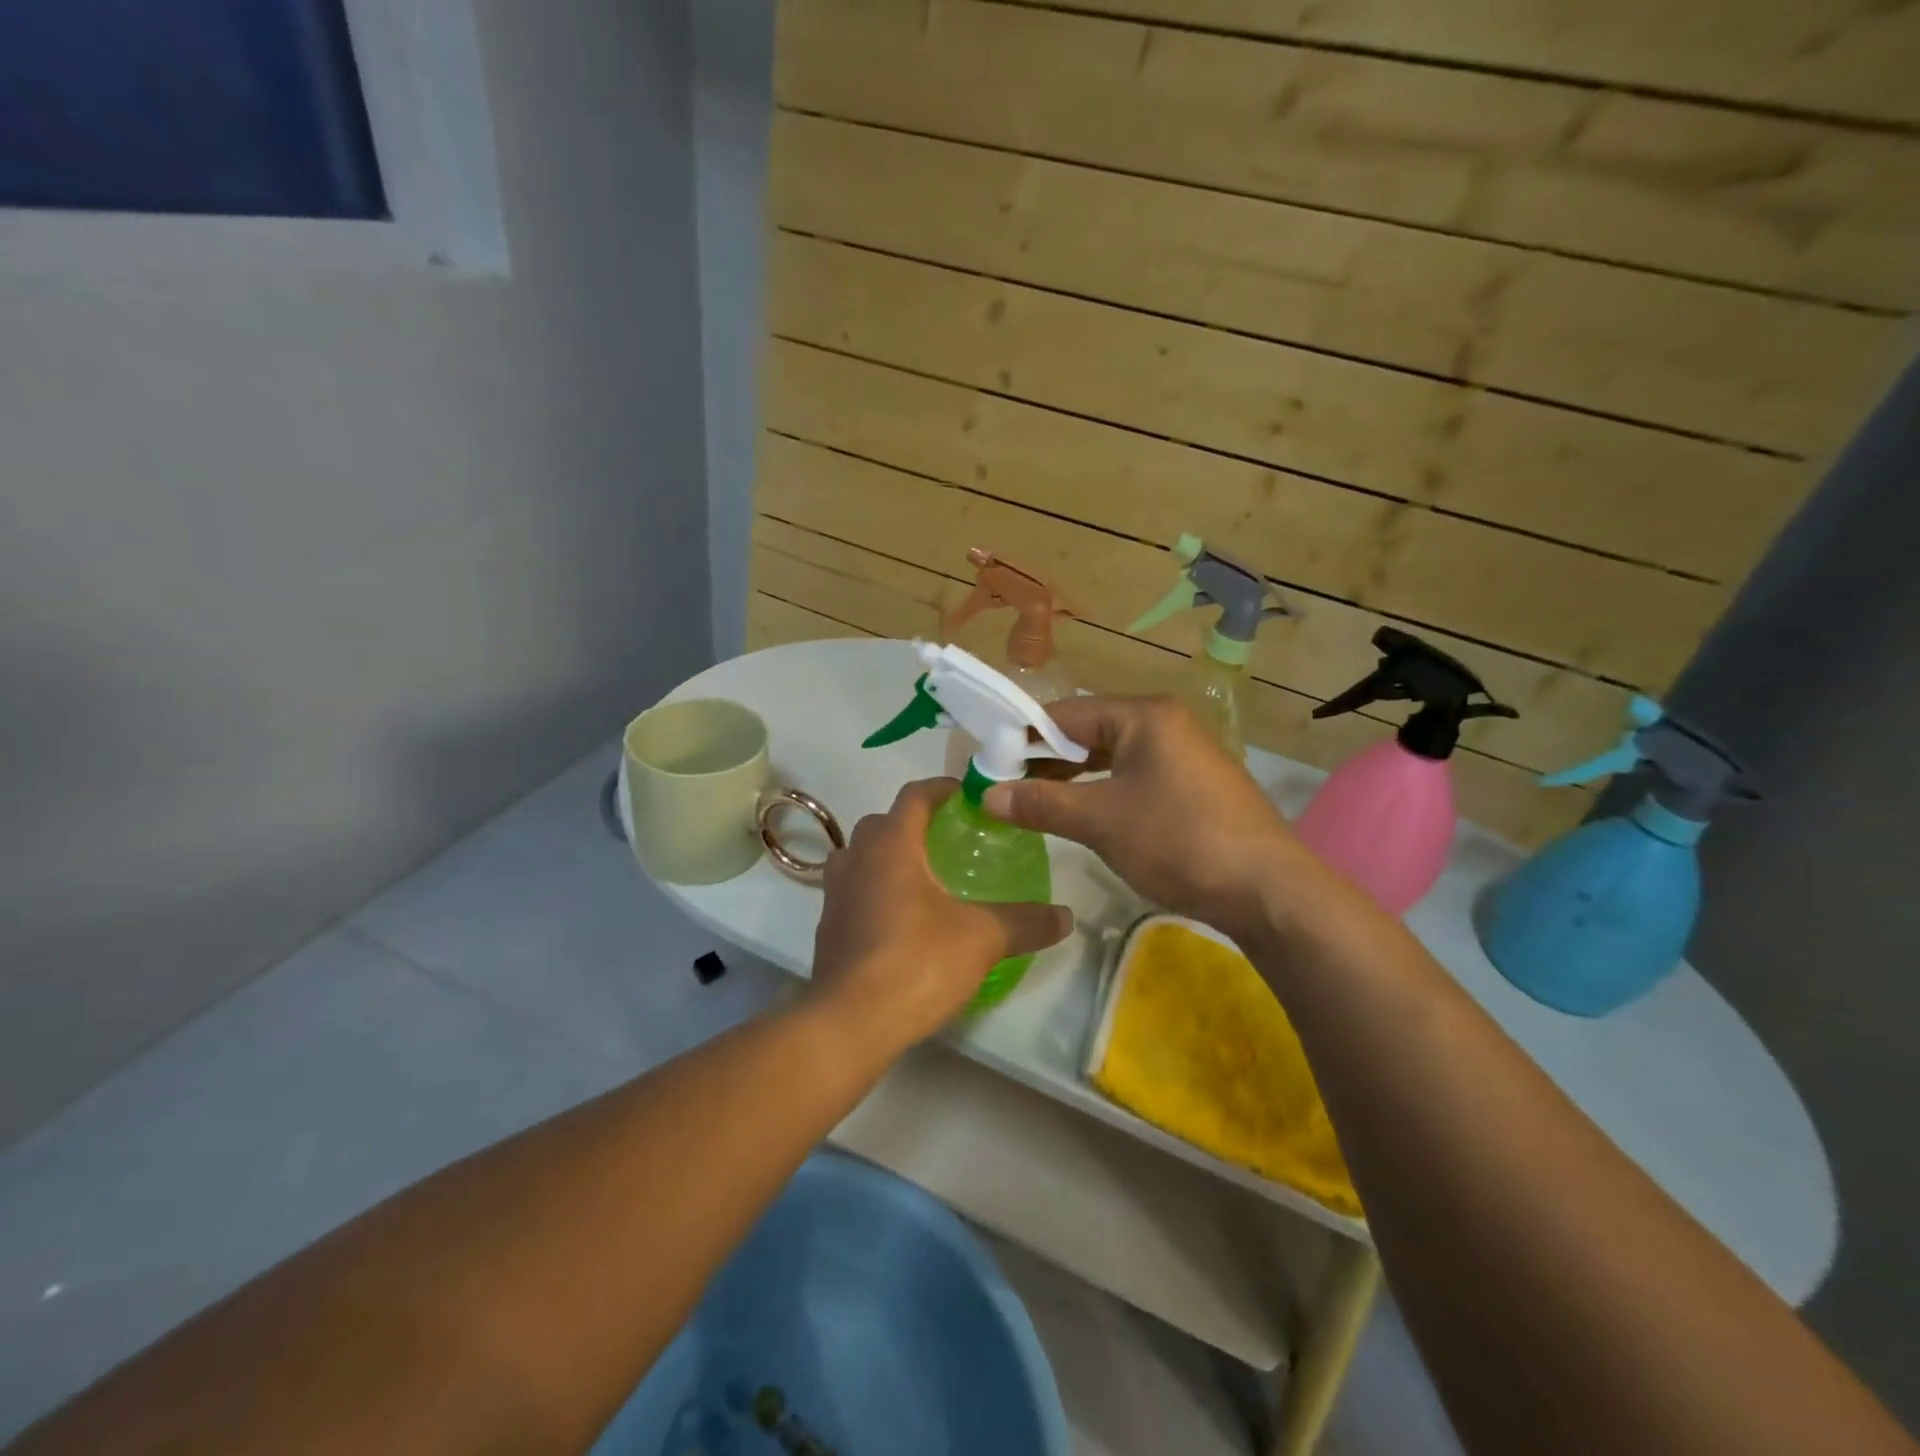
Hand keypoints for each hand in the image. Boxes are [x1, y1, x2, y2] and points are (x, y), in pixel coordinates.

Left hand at [808, 778, 1073, 1051]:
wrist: (850, 1023)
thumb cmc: (917, 962)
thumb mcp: (983, 939)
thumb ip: (1025, 921)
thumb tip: (1066, 916)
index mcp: (892, 845)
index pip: (914, 795)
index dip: (941, 788)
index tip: (966, 795)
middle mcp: (857, 857)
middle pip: (884, 823)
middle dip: (914, 824)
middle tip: (949, 840)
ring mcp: (835, 893)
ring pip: (861, 856)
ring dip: (888, 857)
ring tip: (924, 878)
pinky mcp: (827, 927)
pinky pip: (853, 891)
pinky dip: (875, 891)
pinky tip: (900, 920)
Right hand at [983, 696, 1324, 943]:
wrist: (1268, 890)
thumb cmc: (1179, 841)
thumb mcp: (1101, 821)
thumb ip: (1042, 803)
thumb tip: (986, 794)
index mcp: (1144, 716)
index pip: (1066, 713)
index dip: (1022, 736)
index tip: (987, 761)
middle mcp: (1164, 724)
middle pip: (1088, 732)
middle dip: (1044, 759)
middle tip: (1003, 785)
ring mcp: (1182, 754)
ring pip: (1110, 757)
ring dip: (1070, 778)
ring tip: (1031, 801)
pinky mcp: (1192, 785)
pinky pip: (1132, 777)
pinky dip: (1100, 791)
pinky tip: (1079, 813)